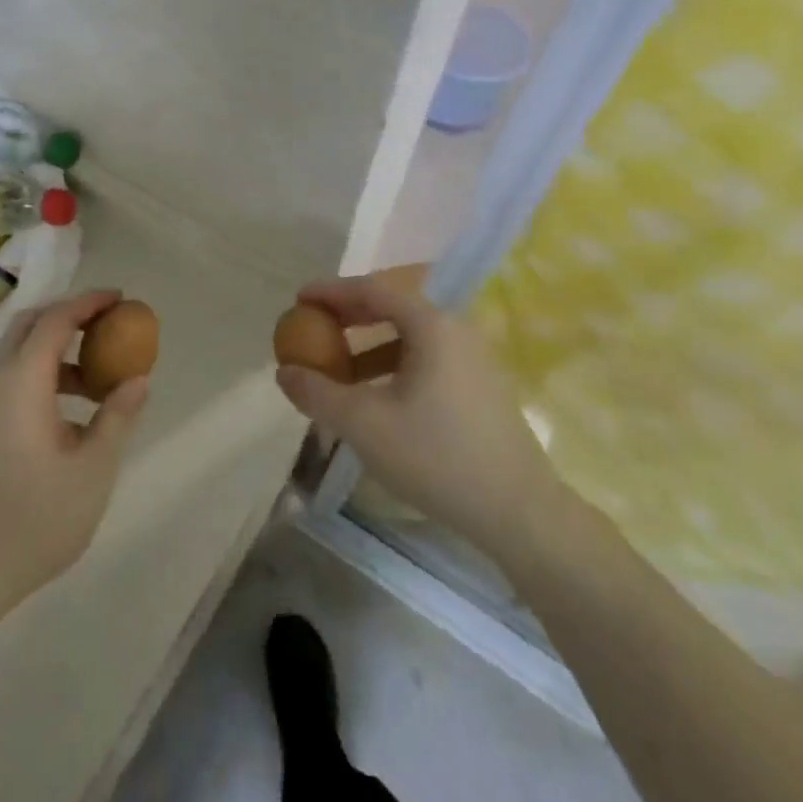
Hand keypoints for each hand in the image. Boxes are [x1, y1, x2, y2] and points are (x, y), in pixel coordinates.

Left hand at [0, 290, 148, 611]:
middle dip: (71, 317)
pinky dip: (48, 377)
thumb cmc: (35, 518)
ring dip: (61, 353)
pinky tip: (73, 416)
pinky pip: (17, 382)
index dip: (89, 303)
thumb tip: (138, 379)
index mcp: (23, 382)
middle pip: (31, 327)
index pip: (55, 320)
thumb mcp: (93, 469)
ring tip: (100, 381)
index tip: (121, 299)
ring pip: (23, 356)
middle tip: (109, 326)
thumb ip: (117, 417)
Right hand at [275, 275, 570, 571]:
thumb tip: (284, 372)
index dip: (331, 292)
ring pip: (408, 338)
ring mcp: (473, 358)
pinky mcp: (479, 386)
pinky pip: (425, 360)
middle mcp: (455, 330)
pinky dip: (392, 367)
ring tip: (337, 369)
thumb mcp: (365, 425)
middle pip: (392, 308)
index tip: (299, 299)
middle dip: (348, 317)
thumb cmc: (437, 457)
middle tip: (313, 328)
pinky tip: (374, 397)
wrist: (518, 511)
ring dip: (368, 346)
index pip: (372, 290)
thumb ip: (319, 393)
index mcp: (432, 326)